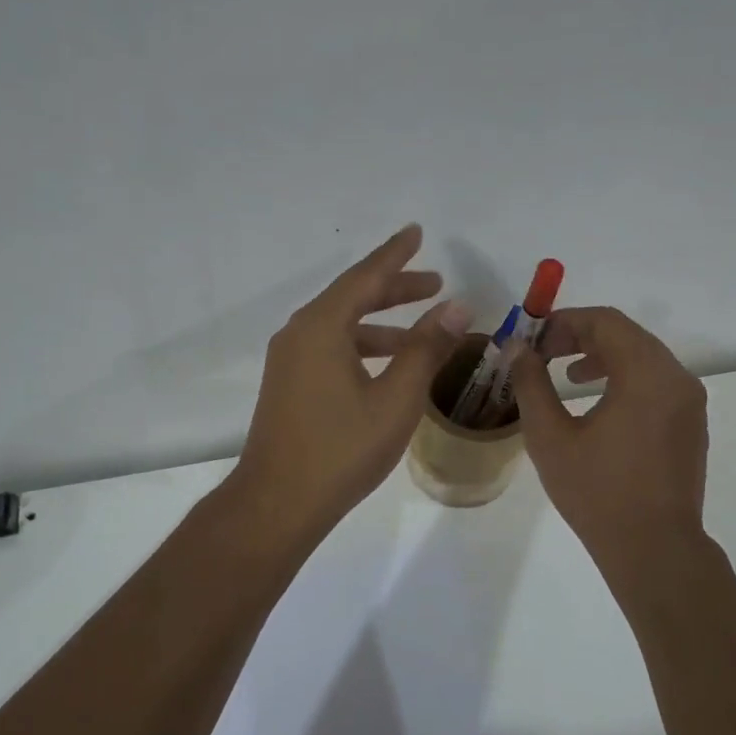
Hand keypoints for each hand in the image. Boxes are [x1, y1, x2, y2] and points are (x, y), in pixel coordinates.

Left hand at [231, 225, 470, 540]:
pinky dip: (365, 347)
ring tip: (425, 331)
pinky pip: (332, 348)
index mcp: (321, 326)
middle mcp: (300, 334)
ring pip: (343, 326)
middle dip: (395, 289)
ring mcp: (290, 361)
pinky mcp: (289, 385)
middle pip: (352, 297)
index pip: (365, 276)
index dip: (395, 254)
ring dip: (383, 324)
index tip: (417, 232)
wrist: (278, 502)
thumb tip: (457, 307)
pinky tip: (390, 367)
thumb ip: (426, 349)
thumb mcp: (395, 398)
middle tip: (435, 283)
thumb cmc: (341, 449)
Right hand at [509, 307, 708, 556]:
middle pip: (627, 334)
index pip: (605, 322)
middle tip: (544, 353)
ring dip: (604, 356)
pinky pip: (657, 381)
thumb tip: (518, 349)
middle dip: (581, 336)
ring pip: (644, 356)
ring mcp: (689, 401)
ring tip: (569, 374)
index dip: (564, 322)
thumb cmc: (597, 492)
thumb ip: (531, 384)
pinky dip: (626, 377)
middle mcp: (676, 378)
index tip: (533, 338)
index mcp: (646, 374)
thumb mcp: (550, 437)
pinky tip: (600, 401)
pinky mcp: (690, 423)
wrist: (654, 548)